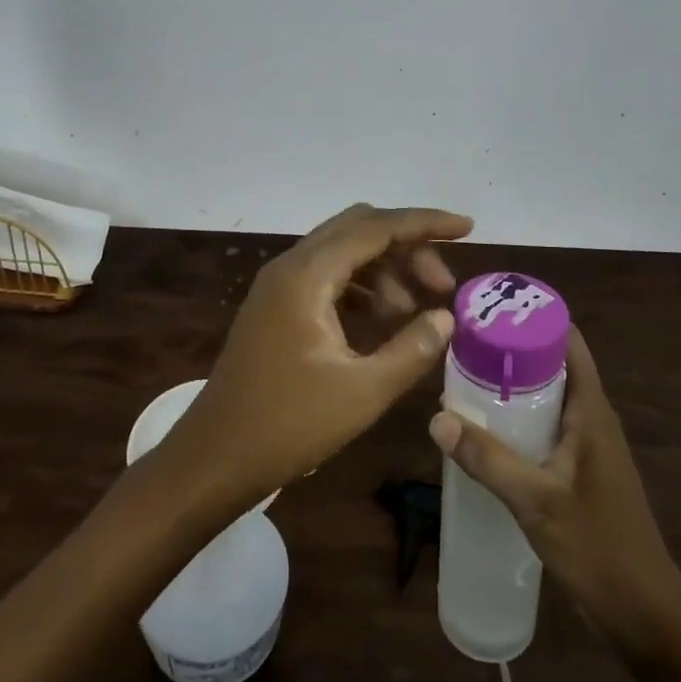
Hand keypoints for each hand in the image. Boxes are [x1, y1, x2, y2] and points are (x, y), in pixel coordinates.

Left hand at [163, 203, 474, 506]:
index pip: (375, 227)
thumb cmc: (287, 426)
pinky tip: (382, 322)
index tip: (467, 228)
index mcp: (307, 276)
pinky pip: (327, 278)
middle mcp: (290, 267)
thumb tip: (445, 317)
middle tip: (441, 285)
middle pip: (358, 230)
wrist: (213, 458)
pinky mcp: (276, 307)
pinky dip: (361, 288)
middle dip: (406, 248)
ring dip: (384, 270)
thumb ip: (412, 349)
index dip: (424, 223)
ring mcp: (279, 286)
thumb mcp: (362, 392)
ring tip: (415, 313)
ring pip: (343, 253)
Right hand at [429, 329, 680, 647]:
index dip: (532, 318)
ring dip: (513, 385)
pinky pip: (547, 426)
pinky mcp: (581, 470)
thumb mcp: (536, 501)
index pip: (567, 341)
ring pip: (548, 396)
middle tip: (463, 343)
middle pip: (552, 364)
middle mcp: (593, 418)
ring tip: (465, 377)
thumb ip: (488, 459)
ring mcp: (589, 446)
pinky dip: (518, 417)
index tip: (490, 308)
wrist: (646, 615)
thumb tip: (437, 417)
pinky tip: (486, 431)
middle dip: (511, 349)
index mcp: (592, 411)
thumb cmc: (598, 548)